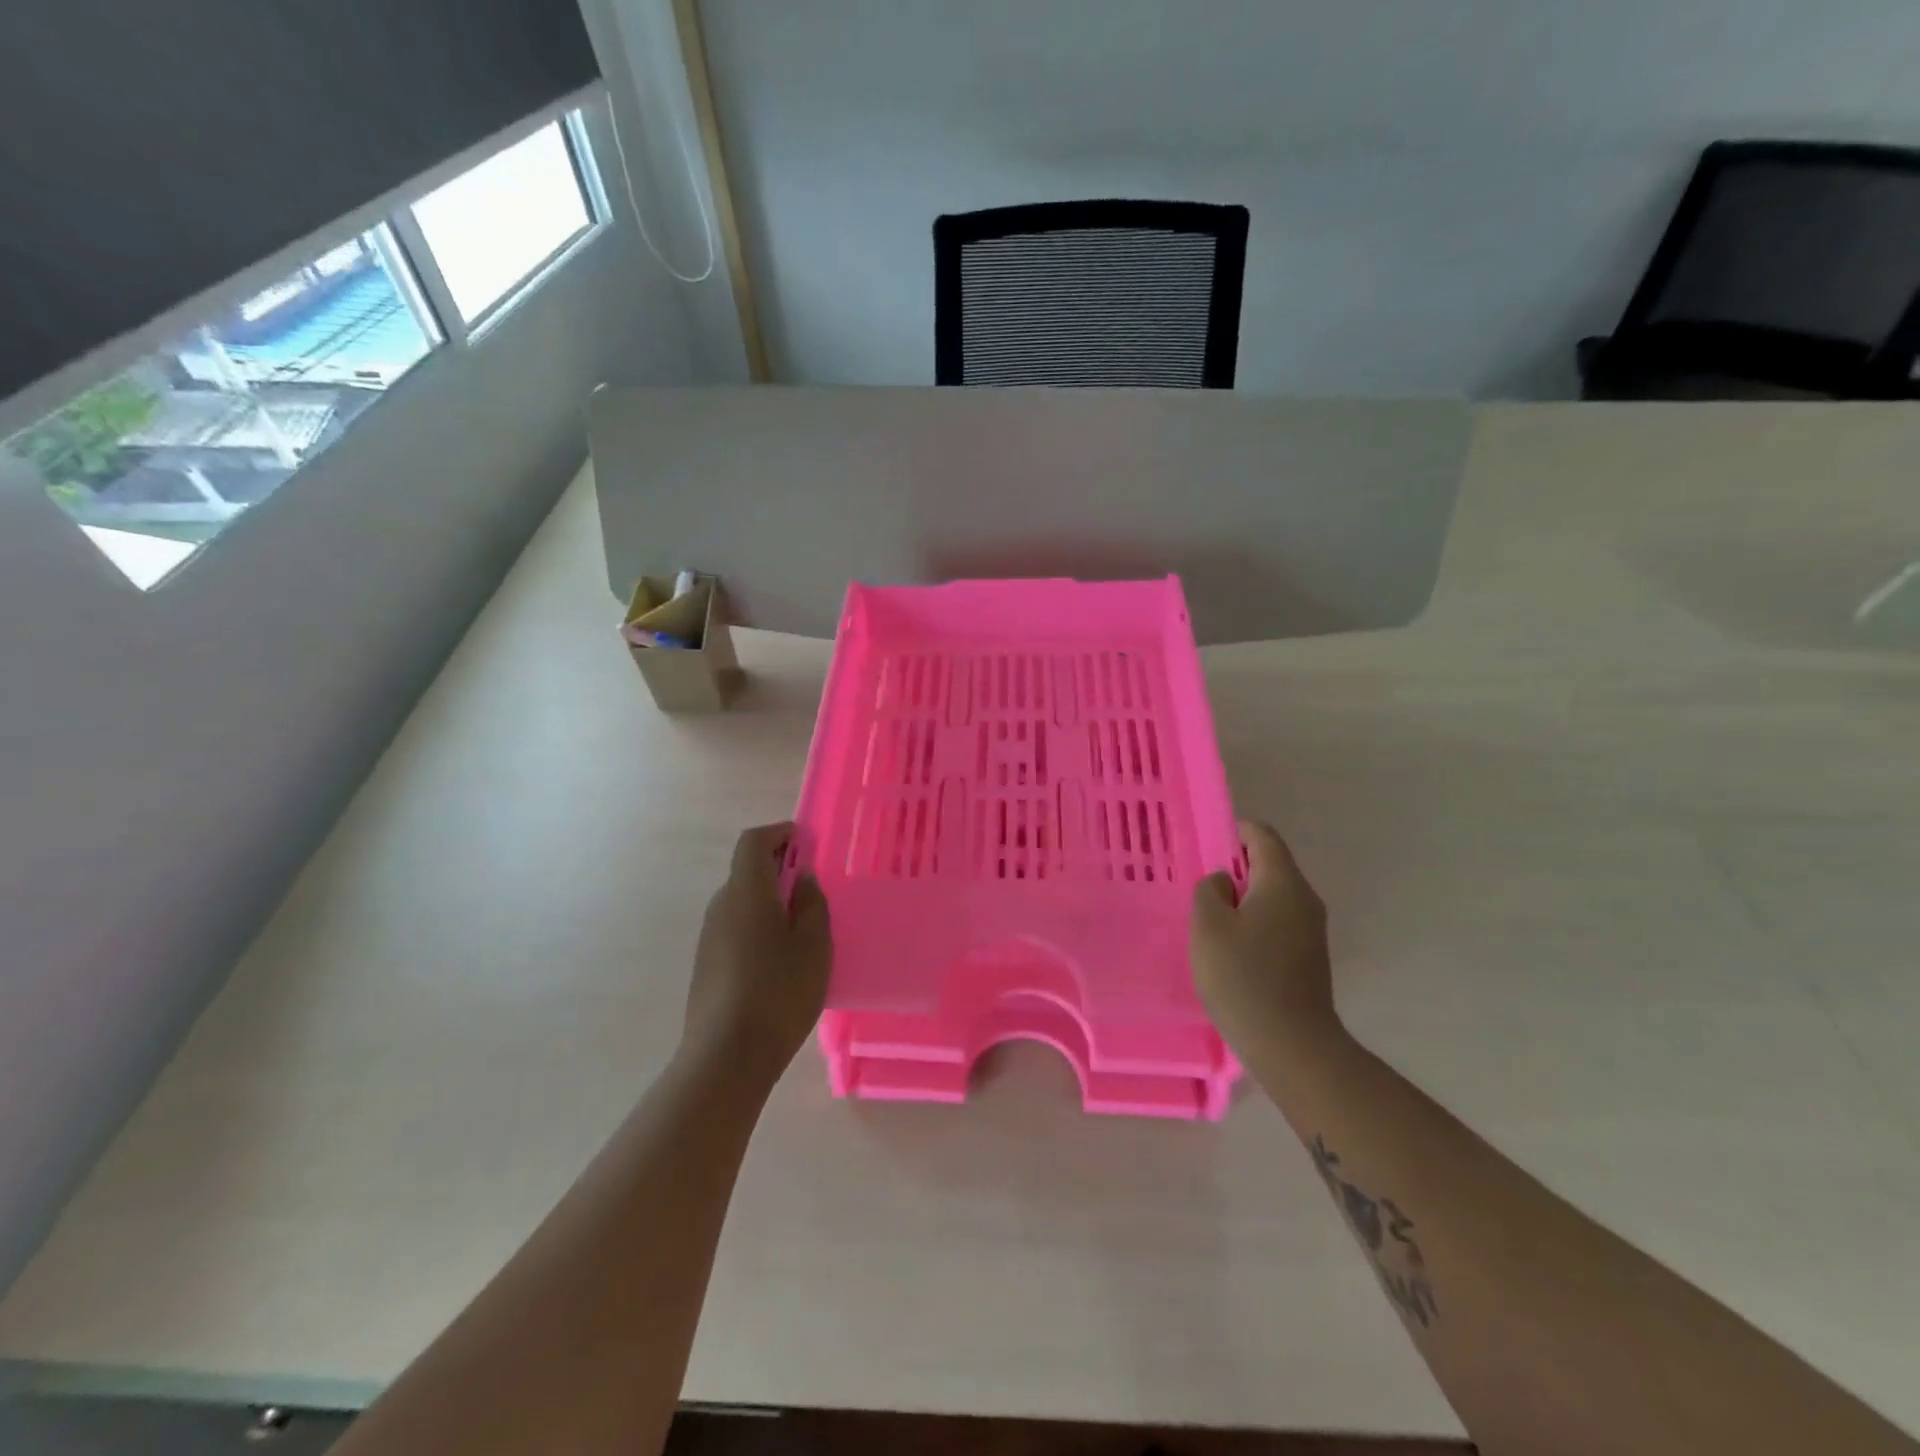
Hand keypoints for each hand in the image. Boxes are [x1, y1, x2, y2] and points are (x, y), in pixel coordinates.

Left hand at [683, 822, 831, 1085]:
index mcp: (746, 891)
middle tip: (812, 887)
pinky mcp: (707, 963)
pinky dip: (758, 924)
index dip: (778, 833)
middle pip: (746, 870)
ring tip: (802, 926)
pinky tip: (780, 957)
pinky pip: (735, 927)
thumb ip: (812, 903)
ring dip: (769, 899)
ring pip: (741, 901)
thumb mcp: (814, 944)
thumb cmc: (779, 991)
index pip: (753, 842)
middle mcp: (721, 905)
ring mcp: (709, 936)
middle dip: (778, 868)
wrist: (726, 1056)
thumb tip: (801, 879)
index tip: (805, 842)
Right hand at [1191, 820, 1338, 1054]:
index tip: (1205, 847)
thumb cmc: (1243, 977)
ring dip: (1243, 898)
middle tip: (1200, 886)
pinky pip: (1279, 922)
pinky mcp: (1309, 956)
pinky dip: (1254, 922)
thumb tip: (1225, 882)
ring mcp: (1311, 930)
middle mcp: (1304, 899)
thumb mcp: (1208, 925)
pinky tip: (1231, 948)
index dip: (1233, 832)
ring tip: (1210, 919)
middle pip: (1270, 864)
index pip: (1262, 835)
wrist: (1292, 1044)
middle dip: (1235, 867)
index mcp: (1283, 882)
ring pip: (1273, 896)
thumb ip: (1210, 890)